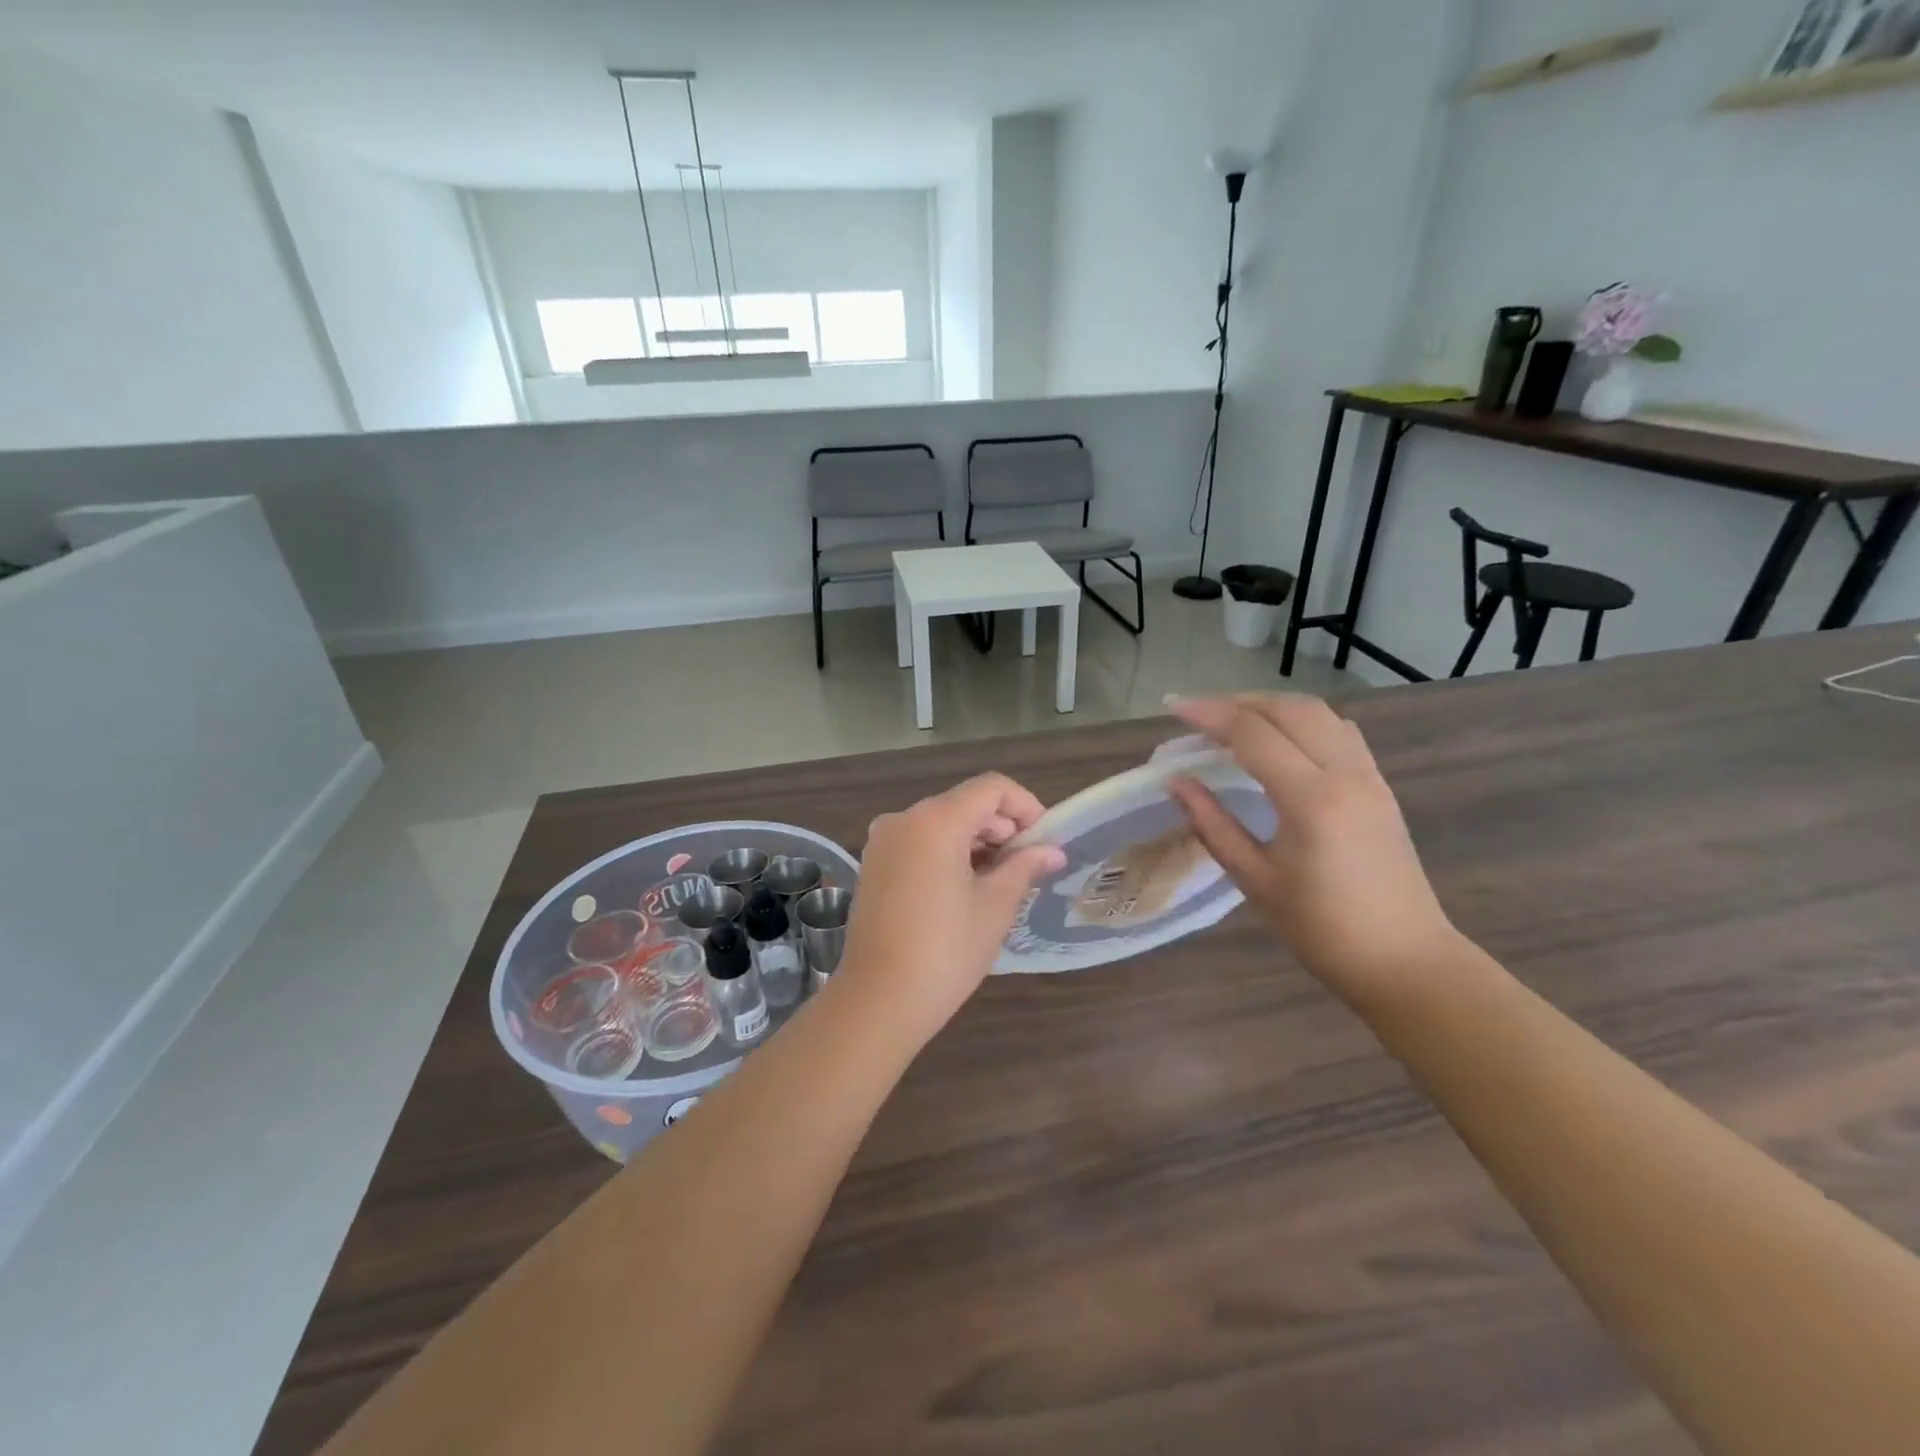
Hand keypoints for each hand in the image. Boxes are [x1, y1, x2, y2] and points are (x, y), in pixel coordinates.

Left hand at [835, 774, 1066, 1048]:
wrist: (878, 1001)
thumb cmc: (945, 952)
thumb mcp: (994, 907)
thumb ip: (1024, 867)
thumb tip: (1052, 851)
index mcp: (935, 821)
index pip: (991, 788)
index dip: (1025, 806)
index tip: (1045, 841)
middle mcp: (904, 819)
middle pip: (965, 803)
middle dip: (1001, 827)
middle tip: (1028, 866)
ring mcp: (883, 841)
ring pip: (941, 823)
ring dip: (976, 841)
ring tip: (1000, 882)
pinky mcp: (873, 864)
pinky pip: (919, 842)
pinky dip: (948, 853)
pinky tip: (966, 888)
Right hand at [1166, 696, 1459, 1000]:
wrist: (1405, 960)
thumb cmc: (1322, 929)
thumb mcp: (1255, 880)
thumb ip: (1213, 824)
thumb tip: (1177, 782)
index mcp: (1311, 799)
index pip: (1253, 733)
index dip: (1209, 714)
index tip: (1172, 708)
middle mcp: (1345, 773)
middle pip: (1289, 709)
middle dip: (1238, 702)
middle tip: (1198, 715)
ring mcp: (1369, 776)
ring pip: (1319, 713)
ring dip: (1272, 706)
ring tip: (1233, 721)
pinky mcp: (1380, 786)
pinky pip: (1339, 731)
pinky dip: (1302, 721)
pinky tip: (1281, 740)